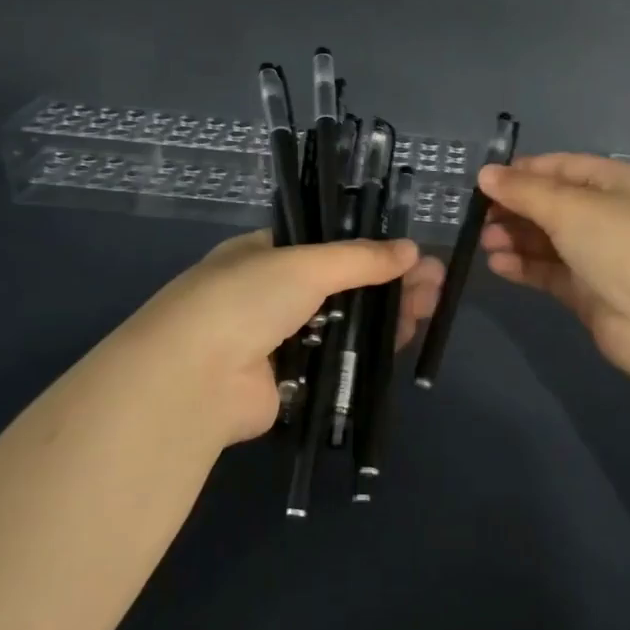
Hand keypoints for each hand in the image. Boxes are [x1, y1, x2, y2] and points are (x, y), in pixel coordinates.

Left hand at [97, 231, 445, 447]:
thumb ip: (360, 258)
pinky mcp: (290, 382)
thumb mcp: (305, 264)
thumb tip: (411, 250)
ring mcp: (279, 340)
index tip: (410, 254)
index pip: (325, 246)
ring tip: (432, 308)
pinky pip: (338, 362)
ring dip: (387, 315)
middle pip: (343, 285)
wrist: (194, 380)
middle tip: (435, 284)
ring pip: (345, 324)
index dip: (369, 249)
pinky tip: (405, 341)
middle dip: (389, 282)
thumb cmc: (245, 301)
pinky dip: (369, 352)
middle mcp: (270, 295)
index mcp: (263, 255)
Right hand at [478, 154, 629, 385]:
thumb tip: (485, 174)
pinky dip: (524, 266)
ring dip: (515, 238)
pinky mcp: (588, 291)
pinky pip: (549, 271)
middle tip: (479, 219)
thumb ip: (524, 191)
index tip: (483, 183)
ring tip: (484, 243)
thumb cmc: (624, 246)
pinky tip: (498, 265)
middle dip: (514, 209)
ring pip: (547, 240)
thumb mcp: (571, 208)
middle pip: (551, 204)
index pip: (560, 167)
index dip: (521, 173)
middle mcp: (608, 214)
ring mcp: (599, 255)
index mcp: (614, 182)